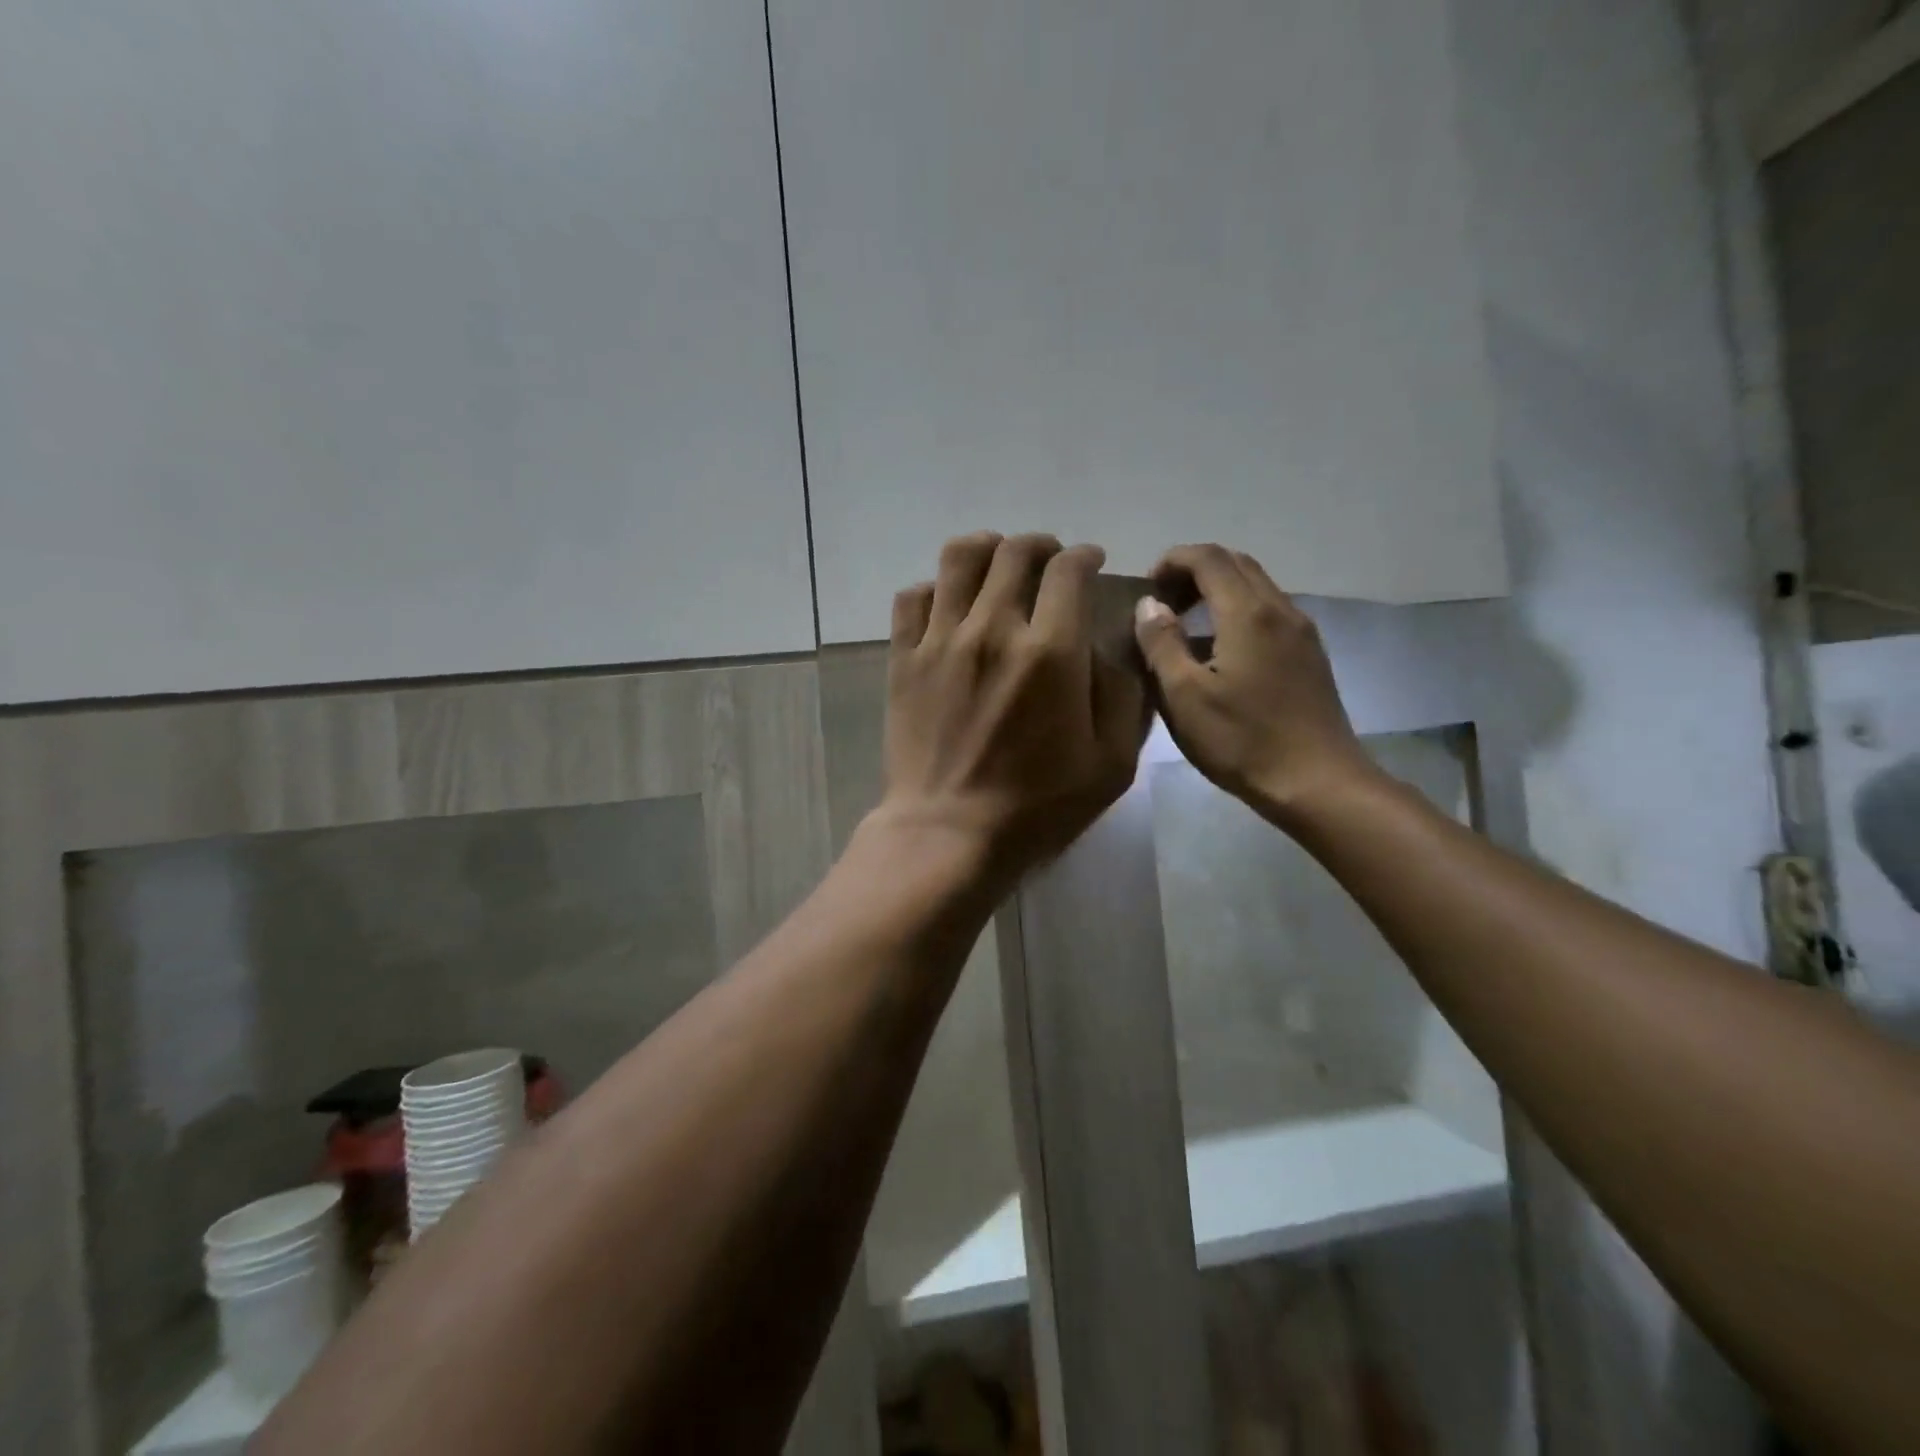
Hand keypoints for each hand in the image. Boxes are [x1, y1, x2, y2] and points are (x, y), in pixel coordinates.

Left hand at [875, 531, 1148, 887]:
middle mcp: (993, 629)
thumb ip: (1122, 694)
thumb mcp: (1111, 763)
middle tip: (1049, 563)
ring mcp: (941, 640)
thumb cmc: (1037, 806)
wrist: (949, 833)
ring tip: (998, 564)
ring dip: (987, 549)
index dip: (1084, 556)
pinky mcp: (904, 658)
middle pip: (1015, 552)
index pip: (1068, 570)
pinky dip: (935, 588)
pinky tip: (949, 604)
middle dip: (1041, 546)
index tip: (1090, 563)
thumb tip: (1107, 646)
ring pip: (959, 558)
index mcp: (1051, 652)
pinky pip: (913, 596)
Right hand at [1133, 543, 1375, 826]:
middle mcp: (1280, 609)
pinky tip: (1219, 653)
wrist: (1318, 782)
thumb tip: (1149, 605)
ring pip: (1256, 587)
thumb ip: (1161, 643)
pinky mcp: (1310, 655)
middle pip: (1236, 563)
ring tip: (1185, 627)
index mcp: (1248, 613)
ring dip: (1217, 591)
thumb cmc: (1242, 741)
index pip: (1208, 557)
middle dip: (1194, 571)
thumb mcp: (1184, 696)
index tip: (1146, 587)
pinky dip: (1237, 612)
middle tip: (1163, 604)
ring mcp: (1301, 632)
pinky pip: (1269, 612)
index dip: (1172, 560)